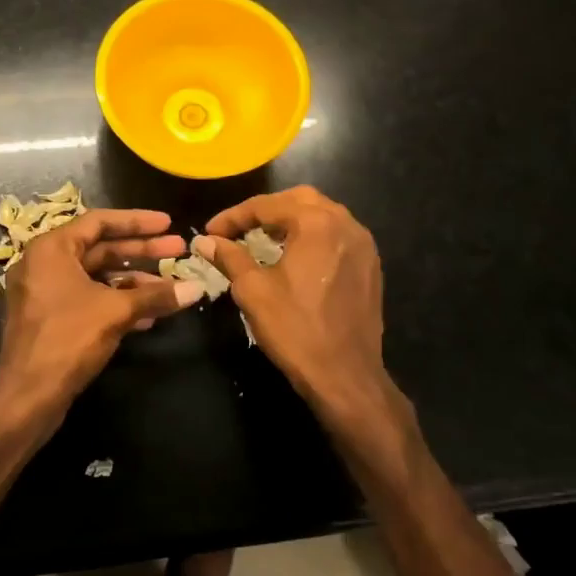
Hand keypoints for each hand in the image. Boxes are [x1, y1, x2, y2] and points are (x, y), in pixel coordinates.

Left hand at [0, 208, 202, 428]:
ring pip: (96, 277)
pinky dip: (117, 302)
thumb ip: (155, 295)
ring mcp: (45, 293)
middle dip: (141, 251)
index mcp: (51, 249)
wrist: (26, 397)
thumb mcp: (115, 312)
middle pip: (100, 248)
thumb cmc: (67, 339)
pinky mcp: (51, 319)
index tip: (168, 223)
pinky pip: (88, 299)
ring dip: (133, 281)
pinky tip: (149, 315)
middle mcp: (44, 264)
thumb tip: (197, 288)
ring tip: (170, 287)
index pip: (99, 221)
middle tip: (179, 251)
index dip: (137, 221)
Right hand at [198, 187, 409, 439]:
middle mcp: (345, 223)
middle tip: (239, 228)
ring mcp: (363, 244)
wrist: (346, 376)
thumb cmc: (295, 330)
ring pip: (322, 214)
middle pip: (299, 199)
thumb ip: (229, 257)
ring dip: (291, 220)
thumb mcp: (253, 290)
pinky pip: (337, 235)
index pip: (266, 206)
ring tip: (263, 238)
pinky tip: (295, 256)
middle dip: (265, 210)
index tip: (210, 232)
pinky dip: (313, 235)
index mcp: (316, 223)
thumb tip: (205, 241)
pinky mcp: (370, 265)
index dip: (233, 217)